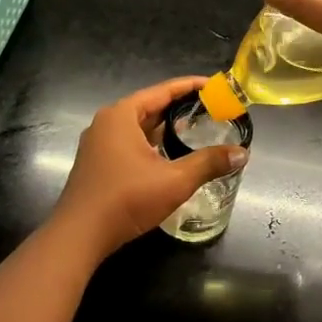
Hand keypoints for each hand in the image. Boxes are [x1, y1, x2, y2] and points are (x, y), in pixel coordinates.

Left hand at [49, 77, 247, 256]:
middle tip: (210, 109)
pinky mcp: (97, 163)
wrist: (79, 236)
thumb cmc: (126, 199)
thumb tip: (242, 154)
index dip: (191, 87)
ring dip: (165, 127)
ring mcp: (98, 144)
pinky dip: (151, 143)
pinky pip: (129, 142)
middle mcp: (107, 123)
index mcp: (121, 115)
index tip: (215, 85)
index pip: (162, 91)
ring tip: (194, 129)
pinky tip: (169, 155)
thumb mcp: (174, 181)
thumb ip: (209, 163)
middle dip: (179, 107)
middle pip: (150, 106)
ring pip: (139, 127)